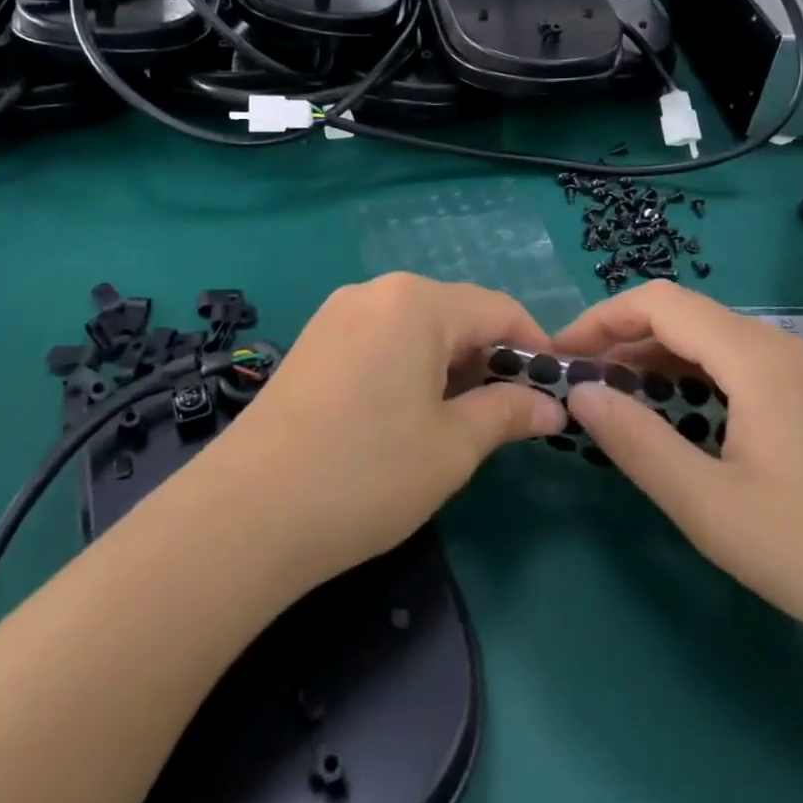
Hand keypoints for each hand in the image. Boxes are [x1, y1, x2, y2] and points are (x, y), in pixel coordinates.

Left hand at [206, 274, 565, 589]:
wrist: (247, 512)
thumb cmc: (368, 473)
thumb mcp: (453, 447)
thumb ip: (507, 413)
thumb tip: (550, 406)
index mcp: (417, 302)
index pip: (498, 309)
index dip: (534, 346)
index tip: (554, 390)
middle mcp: (376, 291)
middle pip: (455, 312)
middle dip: (489, 357)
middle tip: (508, 414)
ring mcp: (337, 313)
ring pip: (415, 326)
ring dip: (448, 363)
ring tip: (458, 418)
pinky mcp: (313, 341)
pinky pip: (379, 338)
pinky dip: (408, 365)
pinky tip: (405, 412)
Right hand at [557, 282, 802, 683]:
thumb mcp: (710, 507)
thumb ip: (635, 442)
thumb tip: (579, 392)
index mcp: (758, 358)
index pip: (659, 302)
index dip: (601, 318)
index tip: (562, 355)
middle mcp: (785, 347)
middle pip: (686, 317)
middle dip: (625, 341)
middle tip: (584, 386)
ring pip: (715, 342)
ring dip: (660, 361)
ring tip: (622, 403)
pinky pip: (744, 366)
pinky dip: (698, 379)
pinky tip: (685, 419)